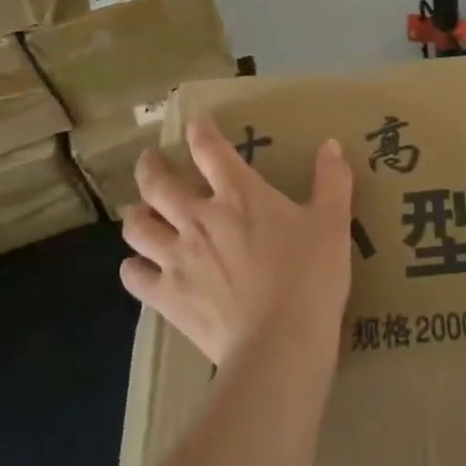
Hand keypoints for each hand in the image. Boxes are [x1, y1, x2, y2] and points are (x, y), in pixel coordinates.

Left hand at [119, 120, 354, 366]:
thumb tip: (331, 144)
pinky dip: (133, 267)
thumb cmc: (309, 277)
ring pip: (137, 227)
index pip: (210, 150)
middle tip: (149, 162)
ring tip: (140, 212)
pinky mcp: (166, 296)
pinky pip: (135, 276)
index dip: (199, 131)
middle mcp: (199, 218)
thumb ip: (332, 180)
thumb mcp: (333, 223)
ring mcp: (177, 258)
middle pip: (157, 183)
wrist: (279, 343)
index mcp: (239, 195)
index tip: (193, 123)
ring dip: (136, 215)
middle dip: (150, 167)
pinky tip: (139, 267)